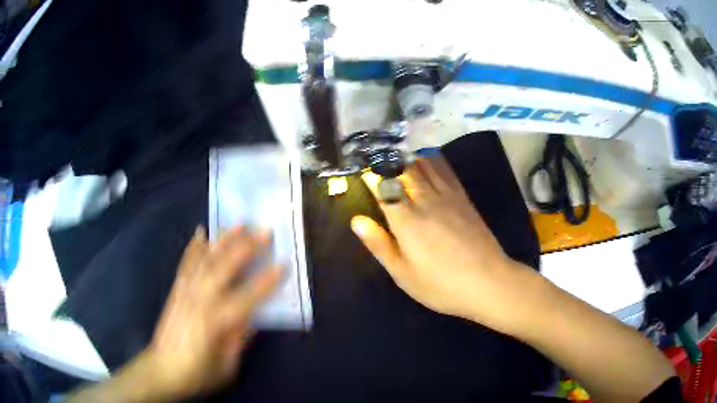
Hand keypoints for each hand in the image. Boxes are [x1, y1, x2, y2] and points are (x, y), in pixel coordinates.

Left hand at [146, 226, 281, 398]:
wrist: (162, 369)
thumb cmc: (198, 373)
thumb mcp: (227, 366)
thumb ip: (239, 338)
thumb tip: (252, 315)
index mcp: (216, 322)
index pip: (247, 297)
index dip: (266, 281)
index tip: (282, 265)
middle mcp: (200, 299)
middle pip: (225, 267)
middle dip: (247, 247)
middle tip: (265, 231)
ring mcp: (185, 290)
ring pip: (206, 258)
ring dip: (224, 239)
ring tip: (240, 224)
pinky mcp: (176, 289)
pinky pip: (186, 262)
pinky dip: (195, 246)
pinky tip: (202, 233)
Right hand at [352, 157, 533, 334]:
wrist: (488, 281)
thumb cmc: (441, 284)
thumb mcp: (403, 274)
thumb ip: (380, 244)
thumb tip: (357, 220)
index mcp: (406, 219)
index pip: (382, 185)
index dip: (370, 175)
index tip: (361, 172)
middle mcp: (425, 199)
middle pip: (403, 168)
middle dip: (387, 162)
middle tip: (376, 164)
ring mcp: (447, 195)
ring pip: (423, 164)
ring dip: (407, 158)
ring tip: (396, 159)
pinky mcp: (463, 197)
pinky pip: (444, 169)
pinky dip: (431, 160)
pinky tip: (426, 161)